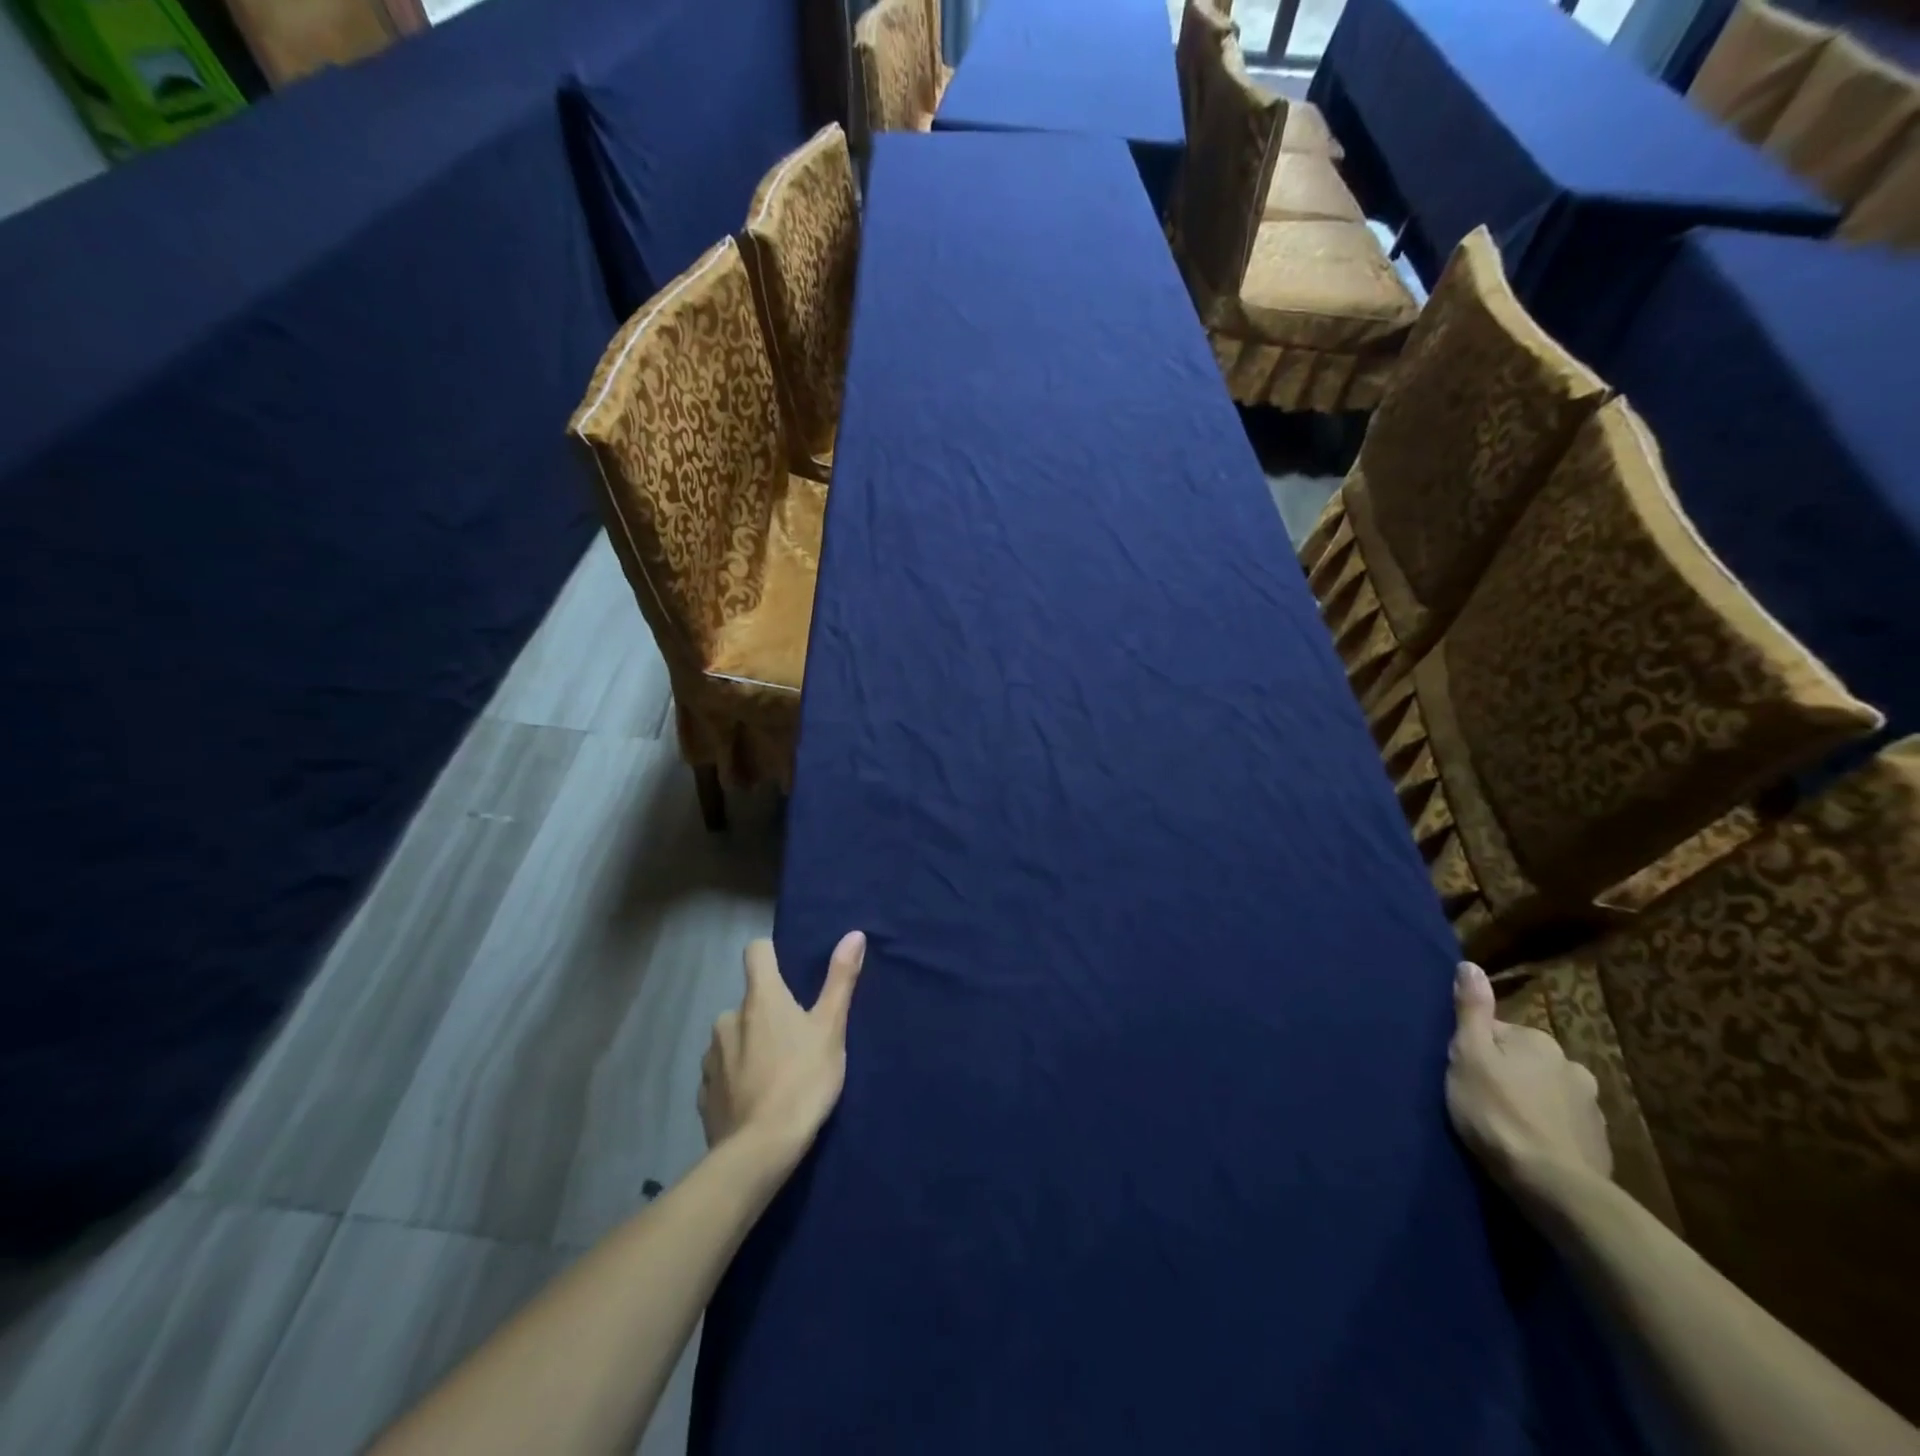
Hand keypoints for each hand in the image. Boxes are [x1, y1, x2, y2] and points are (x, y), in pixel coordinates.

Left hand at [699, 931, 865, 1166]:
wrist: (760, 1152)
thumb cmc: (803, 1081)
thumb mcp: (831, 1029)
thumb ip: (840, 979)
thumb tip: (854, 934)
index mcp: (760, 998)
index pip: (756, 951)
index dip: (772, 955)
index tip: (790, 974)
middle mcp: (728, 1018)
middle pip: (748, 1001)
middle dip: (766, 1013)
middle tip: (793, 1038)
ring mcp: (711, 1057)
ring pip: (733, 1037)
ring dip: (749, 1045)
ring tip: (774, 1073)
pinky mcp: (703, 1092)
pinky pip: (721, 1072)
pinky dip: (736, 1077)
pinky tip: (754, 1098)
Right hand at [1446, 961, 1611, 1187]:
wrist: (1553, 1186)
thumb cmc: (1497, 1112)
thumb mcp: (1468, 1055)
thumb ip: (1471, 1010)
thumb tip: (1470, 965)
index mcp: (1539, 1042)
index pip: (1497, 1034)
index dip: (1476, 1052)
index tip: (1464, 1075)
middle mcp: (1572, 1066)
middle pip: (1525, 1062)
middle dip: (1507, 1076)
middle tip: (1481, 1101)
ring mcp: (1591, 1108)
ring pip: (1547, 1094)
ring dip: (1530, 1103)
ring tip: (1506, 1128)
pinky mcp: (1599, 1144)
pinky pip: (1564, 1126)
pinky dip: (1548, 1130)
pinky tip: (1531, 1147)